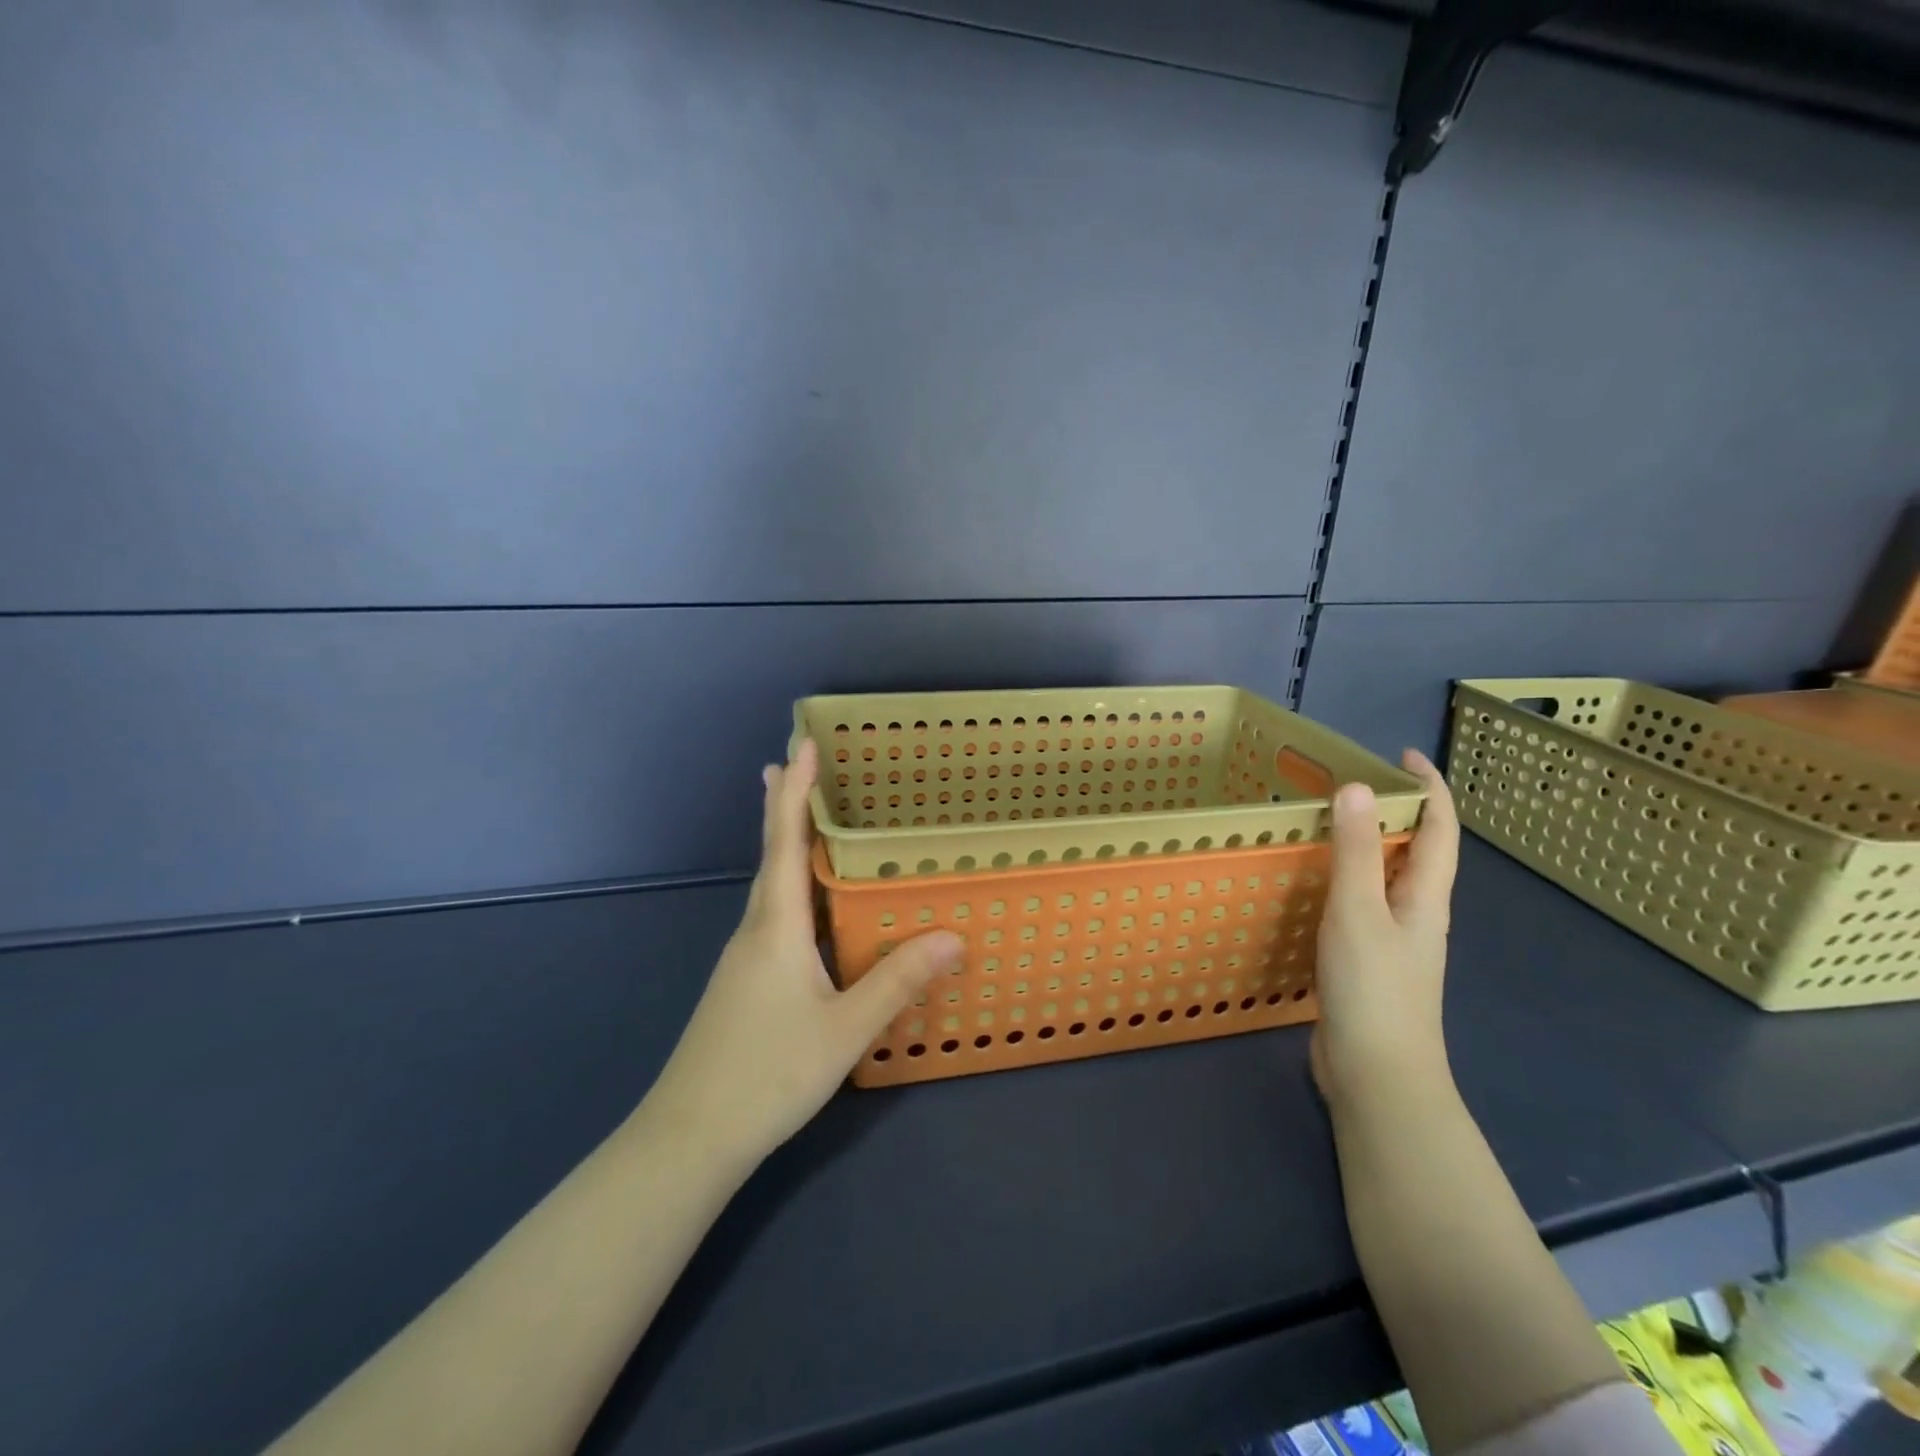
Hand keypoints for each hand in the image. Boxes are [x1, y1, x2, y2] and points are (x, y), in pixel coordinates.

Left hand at [644, 739, 963, 1168]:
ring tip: (811, 821)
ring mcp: (746, 957)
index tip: (801, 744)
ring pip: (773, 887)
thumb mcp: (845, 1028)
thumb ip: (898, 981)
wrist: (690, 1137)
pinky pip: (776, 916)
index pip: (786, 841)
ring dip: (789, 845)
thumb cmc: (768, 1073)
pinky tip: (813, 908)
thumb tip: (953, 936)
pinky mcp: (746, 982)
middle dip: (786, 806)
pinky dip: (795, 889)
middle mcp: (757, 929)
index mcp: (776, 925)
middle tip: (798, 763)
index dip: (795, 791)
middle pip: (773, 854)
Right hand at [1311, 748, 1458, 1108]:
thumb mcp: (1359, 911)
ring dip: (1368, 845)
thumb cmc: (1374, 988)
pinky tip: (1313, 885)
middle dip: (1395, 812)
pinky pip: (1360, 904)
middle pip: (1417, 851)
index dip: (1429, 788)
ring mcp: (1393, 941)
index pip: (1439, 830)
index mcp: (1425, 898)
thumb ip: (1358, 851)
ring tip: (1328, 823)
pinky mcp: (1367, 962)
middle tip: (1349, 783)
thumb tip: (1358, 787)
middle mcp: (1415, 914)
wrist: (1377, 1075)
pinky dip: (1343, 880)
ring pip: (1386, 879)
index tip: (1403, 755)